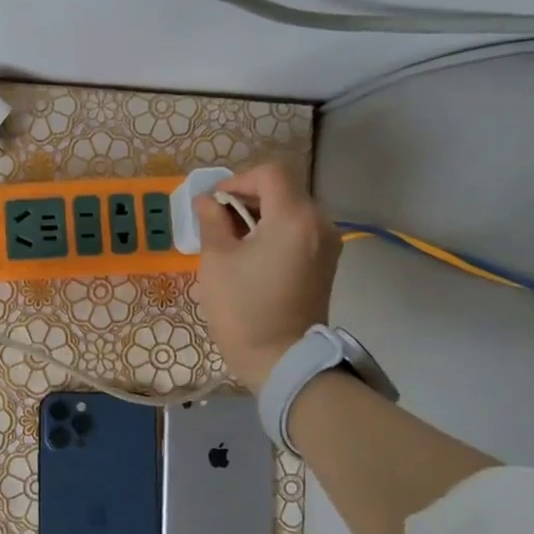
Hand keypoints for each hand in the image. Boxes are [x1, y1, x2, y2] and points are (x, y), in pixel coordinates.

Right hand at [193, 159, 339, 392]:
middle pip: (283, 189)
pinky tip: (254, 254)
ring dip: (261, 214)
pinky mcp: (326, 262)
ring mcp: (327, 243)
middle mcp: (319, 223)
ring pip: (292, 209)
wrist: (281, 359)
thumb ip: (212, 221)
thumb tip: (206, 201)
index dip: (237, 181)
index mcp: (294, 218)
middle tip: (218, 221)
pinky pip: (300, 230)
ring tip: (233, 239)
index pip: (270, 173)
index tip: (214, 204)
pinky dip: (276, 230)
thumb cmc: (243, 308)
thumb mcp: (217, 260)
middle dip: (248, 197)